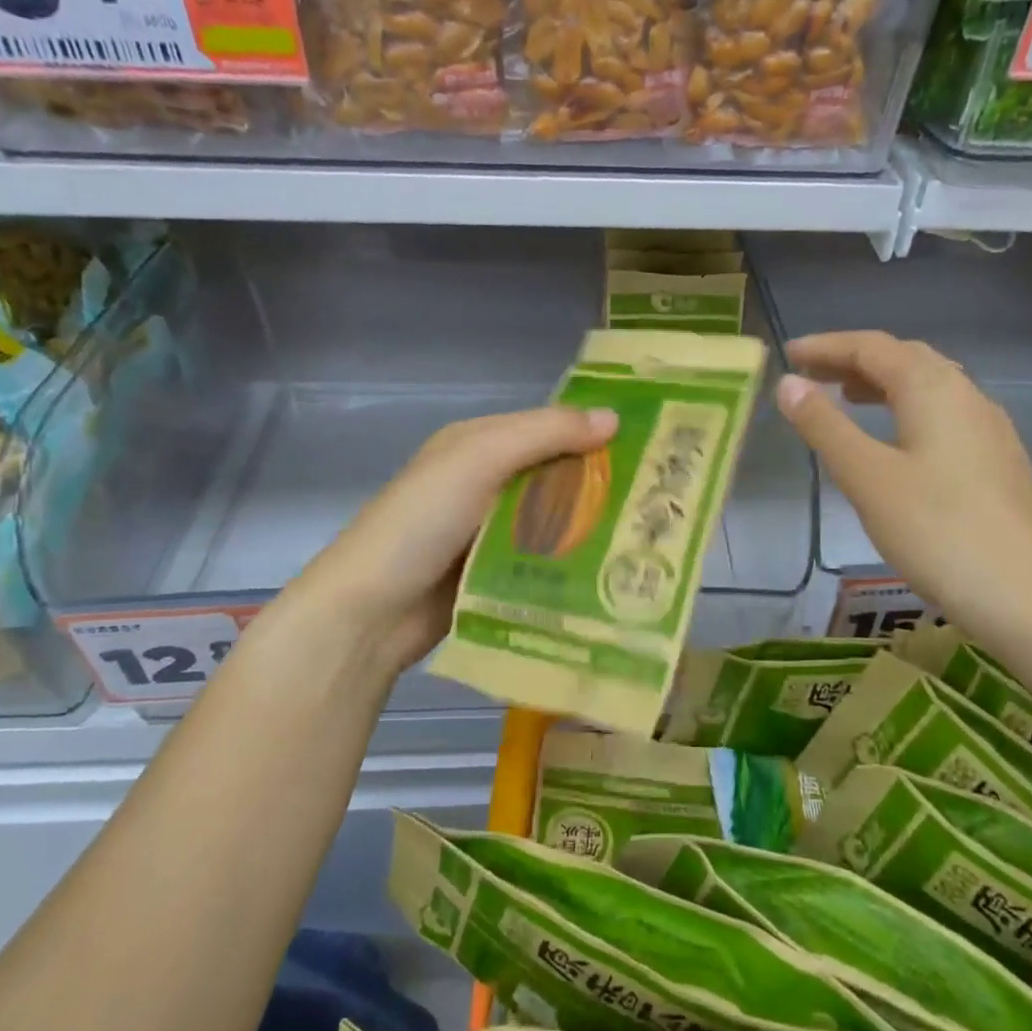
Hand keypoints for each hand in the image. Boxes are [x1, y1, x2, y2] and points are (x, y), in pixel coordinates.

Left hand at [279, 406, 618, 673]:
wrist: (368, 612)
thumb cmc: (421, 521)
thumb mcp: (480, 459)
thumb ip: (544, 434)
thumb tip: (613, 418)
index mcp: (478, 443)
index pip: (548, 426)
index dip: (593, 431)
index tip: (651, 445)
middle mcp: (485, 482)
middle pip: (555, 475)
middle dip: (602, 484)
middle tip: (663, 498)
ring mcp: (489, 532)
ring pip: (553, 520)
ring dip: (591, 527)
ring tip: (651, 537)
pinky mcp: (494, 575)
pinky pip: (542, 560)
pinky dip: (570, 562)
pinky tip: (612, 572)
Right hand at [776, 330, 1031, 640]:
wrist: (1027, 594)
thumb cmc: (936, 529)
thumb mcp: (866, 476)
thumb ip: (825, 426)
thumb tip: (788, 383)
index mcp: (932, 388)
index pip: (872, 347)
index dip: (826, 347)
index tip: (787, 355)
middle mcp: (965, 395)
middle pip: (903, 358)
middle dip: (853, 361)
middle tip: (809, 376)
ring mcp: (987, 427)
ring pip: (927, 386)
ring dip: (881, 384)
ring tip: (844, 399)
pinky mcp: (996, 460)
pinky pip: (942, 413)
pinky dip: (905, 409)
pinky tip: (893, 441)